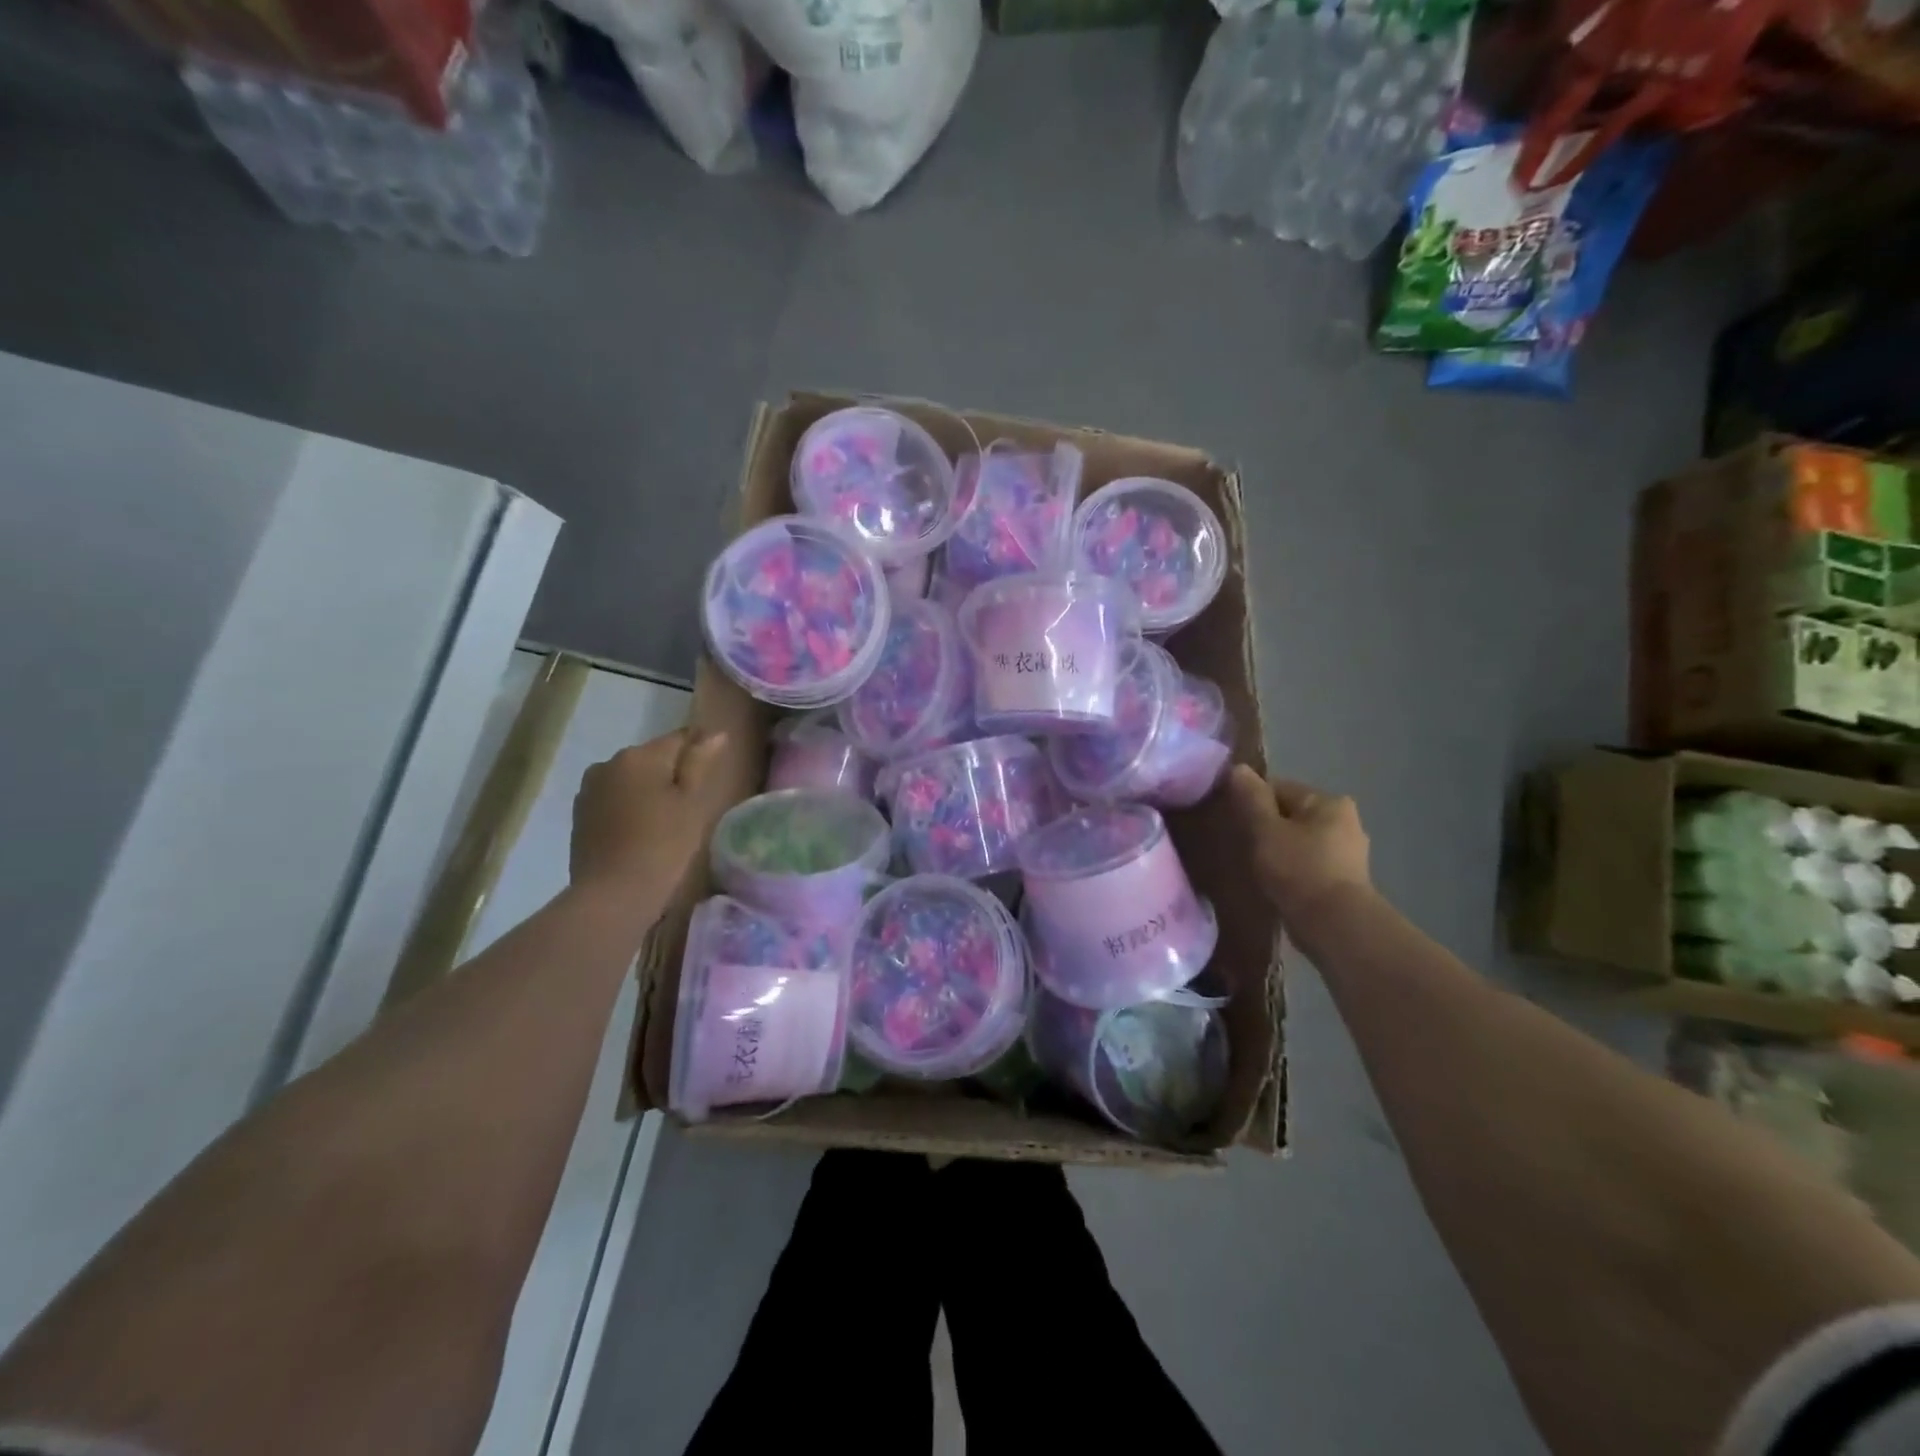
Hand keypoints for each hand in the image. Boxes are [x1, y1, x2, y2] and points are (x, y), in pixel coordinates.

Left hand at [571, 729, 730, 912]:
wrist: (613, 894)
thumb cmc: (663, 845)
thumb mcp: (692, 803)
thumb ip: (700, 763)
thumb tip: (714, 733)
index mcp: (640, 755)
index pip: (679, 739)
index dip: (698, 756)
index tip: (708, 781)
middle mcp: (609, 762)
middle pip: (652, 758)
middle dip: (671, 775)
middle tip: (689, 808)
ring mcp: (590, 788)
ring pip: (631, 779)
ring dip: (648, 791)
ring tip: (665, 823)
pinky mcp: (580, 814)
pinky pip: (614, 799)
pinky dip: (629, 808)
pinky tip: (640, 833)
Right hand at [1226, 765, 1371, 920]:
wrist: (1336, 926)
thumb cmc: (1299, 869)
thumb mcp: (1266, 829)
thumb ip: (1251, 798)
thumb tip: (1237, 768)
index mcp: (1328, 802)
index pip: (1279, 788)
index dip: (1251, 801)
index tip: (1233, 822)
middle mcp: (1346, 821)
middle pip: (1291, 814)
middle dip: (1266, 826)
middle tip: (1242, 846)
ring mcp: (1349, 853)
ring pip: (1300, 841)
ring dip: (1279, 850)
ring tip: (1256, 867)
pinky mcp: (1345, 881)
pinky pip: (1309, 865)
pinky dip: (1292, 870)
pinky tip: (1276, 884)